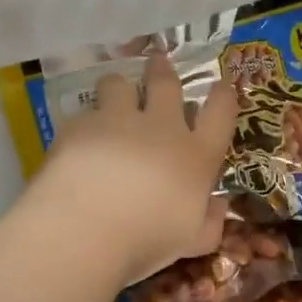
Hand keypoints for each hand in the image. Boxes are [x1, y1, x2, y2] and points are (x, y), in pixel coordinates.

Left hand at [26, 52, 237, 286]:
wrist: (85, 230)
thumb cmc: (147, 241)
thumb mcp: (192, 242)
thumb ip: (210, 222)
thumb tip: (220, 205)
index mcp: (196, 155)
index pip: (220, 112)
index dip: (224, 94)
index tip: (222, 85)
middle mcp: (161, 127)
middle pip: (167, 84)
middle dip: (163, 69)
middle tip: (159, 59)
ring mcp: (118, 120)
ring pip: (120, 84)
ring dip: (119, 87)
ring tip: (113, 94)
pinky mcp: (80, 125)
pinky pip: (85, 113)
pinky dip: (85, 122)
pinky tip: (78, 138)